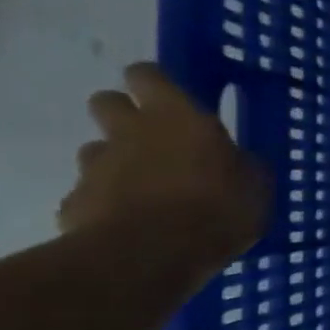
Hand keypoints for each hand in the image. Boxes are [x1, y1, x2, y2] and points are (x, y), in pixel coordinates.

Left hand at [59, 64, 269, 274]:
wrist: (151, 254)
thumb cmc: (217, 208)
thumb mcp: (256, 185)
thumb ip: (242, 165)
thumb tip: (240, 161)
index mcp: (176, 116)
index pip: (147, 75)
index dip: (154, 84)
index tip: (167, 98)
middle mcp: (129, 131)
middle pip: (107, 102)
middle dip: (123, 115)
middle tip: (153, 140)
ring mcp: (95, 167)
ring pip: (96, 151)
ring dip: (114, 163)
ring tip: (143, 191)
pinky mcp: (73, 204)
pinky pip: (87, 197)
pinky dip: (103, 206)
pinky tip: (127, 226)